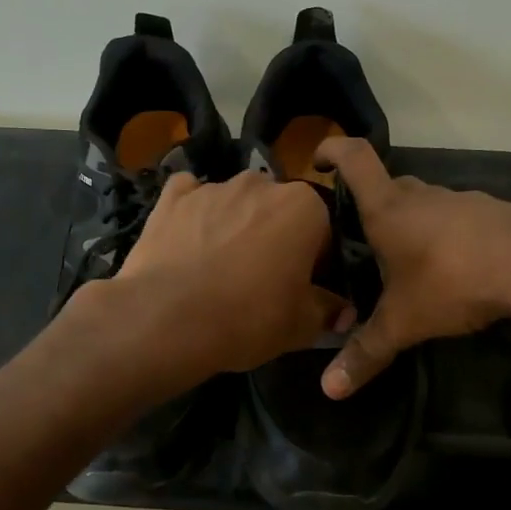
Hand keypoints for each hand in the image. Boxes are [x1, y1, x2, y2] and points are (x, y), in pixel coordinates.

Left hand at [110, 170, 347, 376]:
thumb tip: (342, 311)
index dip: (316, 260)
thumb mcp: (302, 325)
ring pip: (235, 202)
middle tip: (262, 279)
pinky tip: (188, 239)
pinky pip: (190, 196)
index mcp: (304, 206)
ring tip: (219, 267)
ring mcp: (213, 186)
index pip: (323, 229)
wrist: (168, 319)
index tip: (304, 286)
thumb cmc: (249, 318)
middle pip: (278, 209)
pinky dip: (193, 212)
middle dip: (275, 236)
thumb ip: (328, 310)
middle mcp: (261, 184)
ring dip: (235, 224)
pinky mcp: (172, 198)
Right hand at [314, 137, 510, 396]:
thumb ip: (367, 352)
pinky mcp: (493, 213)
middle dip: (372, 206)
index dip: (332, 149)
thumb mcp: (403, 322)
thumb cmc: (452, 280)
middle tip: (362, 240)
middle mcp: (421, 195)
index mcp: (388, 209)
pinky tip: (455, 270)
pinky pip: (458, 218)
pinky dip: (447, 236)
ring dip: (413, 224)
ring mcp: (461, 200)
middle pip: (389, 186)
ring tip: (409, 264)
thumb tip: (329, 389)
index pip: (354, 157)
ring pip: (425, 204)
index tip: (319, 161)